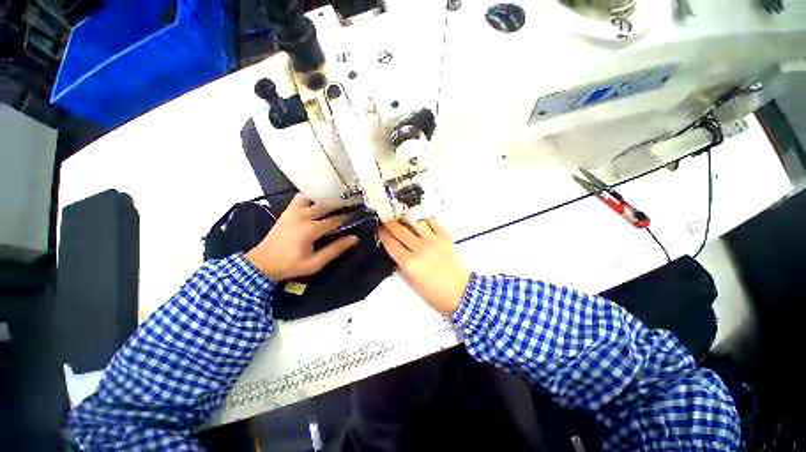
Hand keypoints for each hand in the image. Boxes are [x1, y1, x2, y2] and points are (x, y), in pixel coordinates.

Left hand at [245, 194, 358, 280]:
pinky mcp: (288, 210)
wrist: (265, 261)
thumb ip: (334, 250)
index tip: (361, 215)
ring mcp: (294, 210)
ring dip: (326, 200)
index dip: (349, 217)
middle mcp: (303, 215)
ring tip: (337, 205)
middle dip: (342, 204)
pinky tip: (316, 205)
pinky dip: (311, 199)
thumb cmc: (290, 265)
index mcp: (311, 229)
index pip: (335, 219)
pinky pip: (302, 198)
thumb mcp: (315, 263)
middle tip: (355, 205)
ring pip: (315, 198)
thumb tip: (354, 238)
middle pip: (327, 204)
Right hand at [379, 218, 470, 315]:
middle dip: (390, 224)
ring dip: (406, 220)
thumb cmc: (433, 293)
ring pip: (415, 222)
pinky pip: (432, 222)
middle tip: (385, 220)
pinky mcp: (445, 237)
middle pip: (400, 230)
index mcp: (409, 263)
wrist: (459, 292)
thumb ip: (401, 264)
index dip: (382, 234)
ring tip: (402, 219)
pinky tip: (420, 222)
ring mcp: (433, 241)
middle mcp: (420, 248)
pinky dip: (424, 220)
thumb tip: (395, 250)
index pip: (390, 243)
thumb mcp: (411, 282)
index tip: (378, 228)